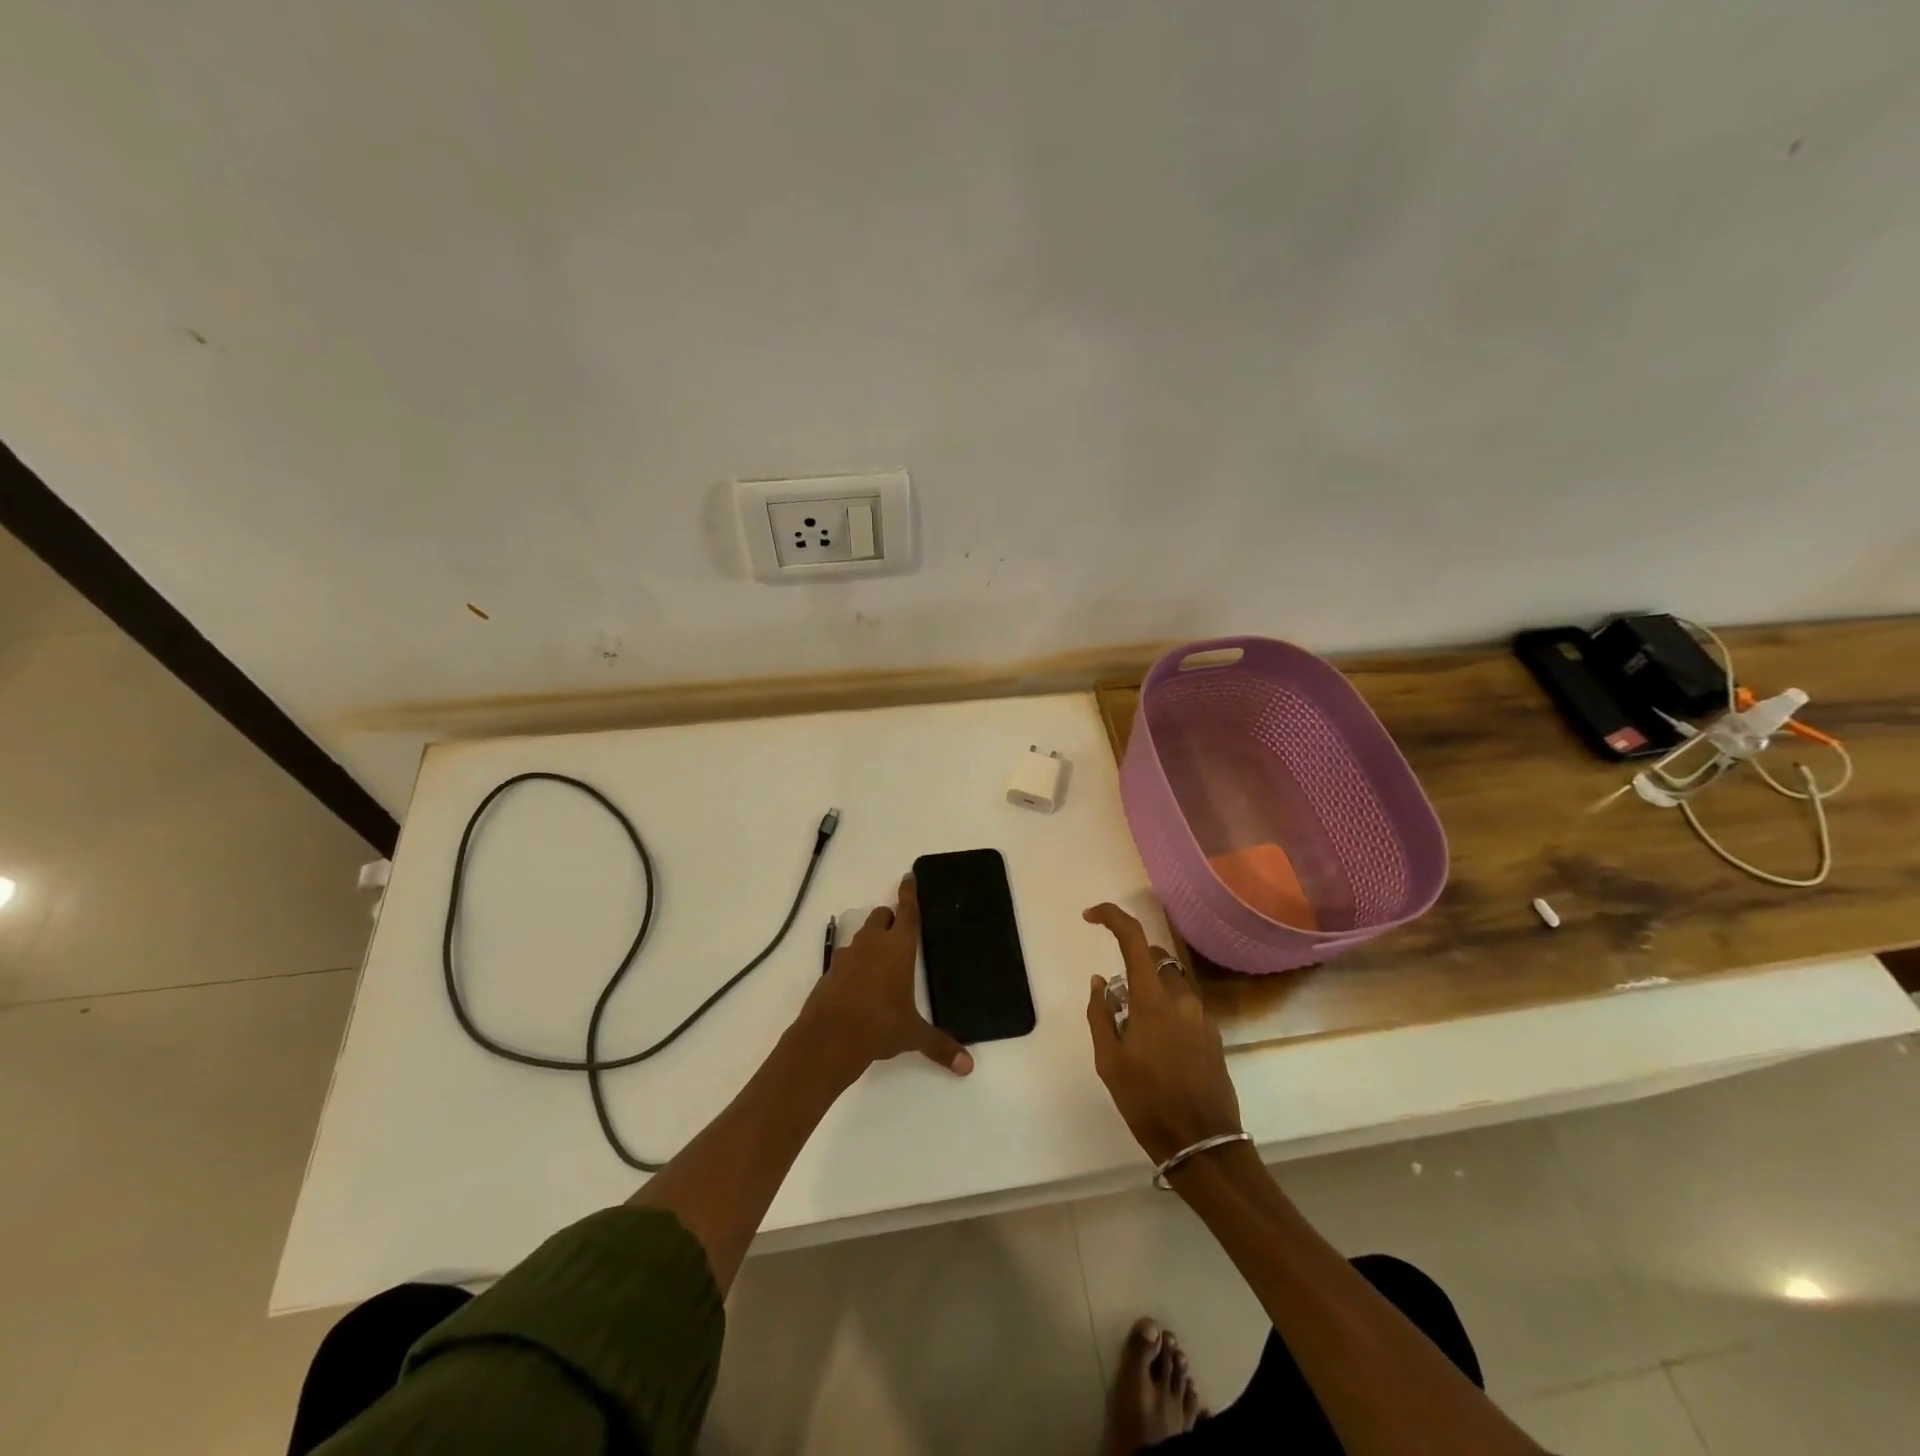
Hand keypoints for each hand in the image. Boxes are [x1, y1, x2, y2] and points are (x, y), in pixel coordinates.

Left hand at [799, 874, 973, 1083]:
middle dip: (890, 918)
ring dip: (871, 939)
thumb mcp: (912, 1035)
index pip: (907, 911)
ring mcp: (847, 955)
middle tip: (899, 929)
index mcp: (898, 948)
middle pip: (881, 916)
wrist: (828, 1039)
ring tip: (882, 958)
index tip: (909, 876)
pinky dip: (855, 961)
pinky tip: (860, 982)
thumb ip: (940, 1045)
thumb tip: (968, 1066)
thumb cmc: (879, 1026)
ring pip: (862, 934)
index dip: (909, 892)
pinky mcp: (830, 971)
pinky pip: (846, 957)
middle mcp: (872, 944)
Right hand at [1083, 904, 1241, 1164]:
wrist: (1203, 1144)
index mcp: (1153, 1000)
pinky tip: (1158, 1047)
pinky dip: (1167, 1010)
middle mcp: (1182, 998)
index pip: (1134, 939)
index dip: (1111, 917)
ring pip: (1172, 982)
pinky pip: (1185, 1006)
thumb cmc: (1148, 1102)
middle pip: (1155, 958)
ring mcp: (1202, 1016)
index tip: (1090, 917)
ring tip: (1136, 1030)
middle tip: (1116, 999)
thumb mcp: (1109, 1062)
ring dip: (1150, 989)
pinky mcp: (1214, 1034)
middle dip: (1132, 964)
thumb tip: (1100, 981)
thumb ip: (1100, 1014)